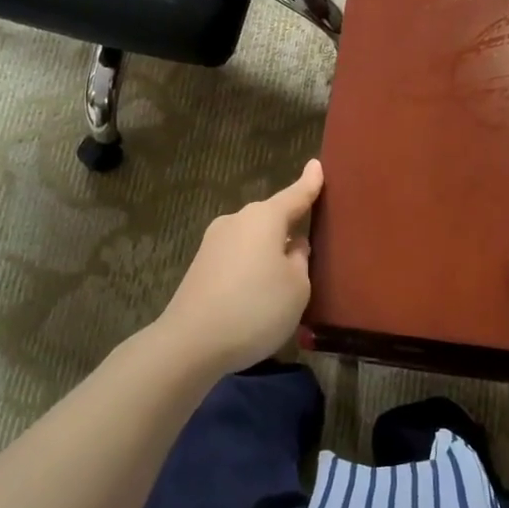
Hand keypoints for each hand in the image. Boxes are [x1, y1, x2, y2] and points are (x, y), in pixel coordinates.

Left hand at [159, 159, 324, 374]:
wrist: (191, 342)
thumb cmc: (256, 308)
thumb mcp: (297, 288)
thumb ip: (300, 260)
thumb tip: (292, 246)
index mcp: (264, 218)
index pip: (295, 195)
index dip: (310, 183)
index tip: (317, 165)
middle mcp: (237, 220)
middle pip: (271, 217)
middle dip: (289, 226)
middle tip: (310, 245)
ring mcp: (214, 242)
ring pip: (253, 238)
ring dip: (269, 250)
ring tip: (285, 278)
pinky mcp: (201, 265)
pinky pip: (237, 256)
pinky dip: (251, 266)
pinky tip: (258, 292)